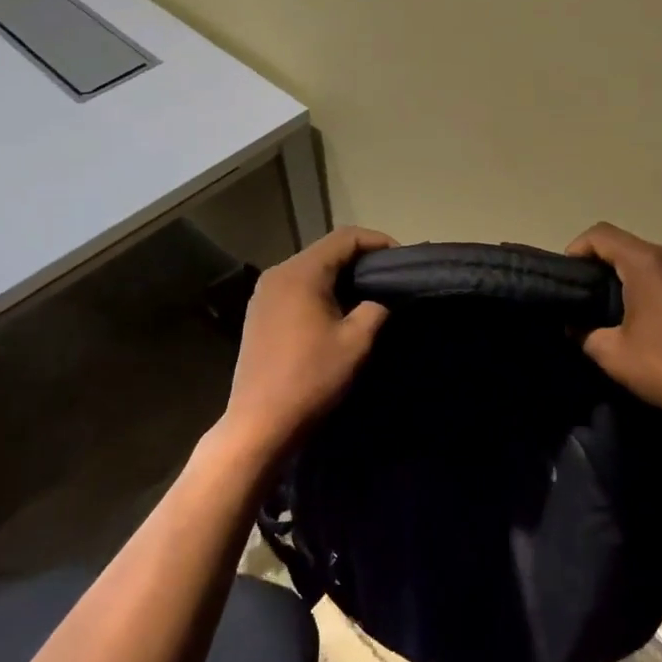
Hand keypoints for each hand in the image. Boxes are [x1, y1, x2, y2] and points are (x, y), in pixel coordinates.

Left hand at [220, 226, 395, 464]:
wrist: (259, 423)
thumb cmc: (310, 378)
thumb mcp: (356, 342)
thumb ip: (376, 309)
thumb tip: (382, 298)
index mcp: (301, 272)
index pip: (345, 237)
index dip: (378, 242)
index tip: (402, 261)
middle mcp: (277, 274)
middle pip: (326, 251)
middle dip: (361, 260)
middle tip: (390, 279)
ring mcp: (264, 294)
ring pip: (311, 270)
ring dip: (341, 276)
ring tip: (369, 295)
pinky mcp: (259, 314)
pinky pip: (296, 288)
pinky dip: (321, 291)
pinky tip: (337, 313)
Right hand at [566, 222, 661, 448]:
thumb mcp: (612, 355)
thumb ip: (585, 333)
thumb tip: (576, 327)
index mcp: (649, 263)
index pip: (602, 235)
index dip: (578, 249)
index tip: (570, 275)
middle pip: (633, 248)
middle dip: (609, 267)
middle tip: (594, 298)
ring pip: (661, 265)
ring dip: (641, 280)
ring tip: (631, 314)